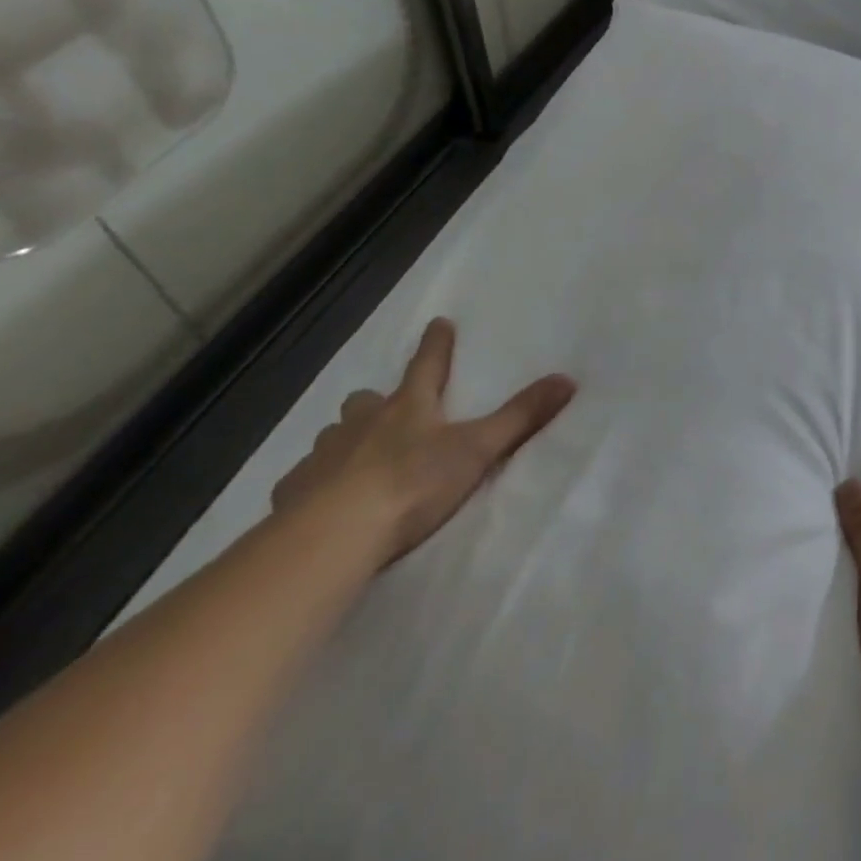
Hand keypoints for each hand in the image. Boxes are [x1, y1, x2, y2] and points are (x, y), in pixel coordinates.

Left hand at [272, 317, 575, 566]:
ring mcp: (323, 457)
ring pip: (334, 436)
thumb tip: (567, 379)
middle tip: (386, 409)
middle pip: (367, 400)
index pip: (427, 364)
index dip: (436, 344)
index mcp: (408, 407)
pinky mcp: (293, 495)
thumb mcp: (477, 449)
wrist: (333, 537)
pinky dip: (314, 482)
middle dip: (377, 401)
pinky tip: (317, 500)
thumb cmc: (412, 485)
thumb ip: (521, 417)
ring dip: (346, 439)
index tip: (439, 323)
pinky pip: (304, 480)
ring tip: (355, 456)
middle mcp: (362, 423)